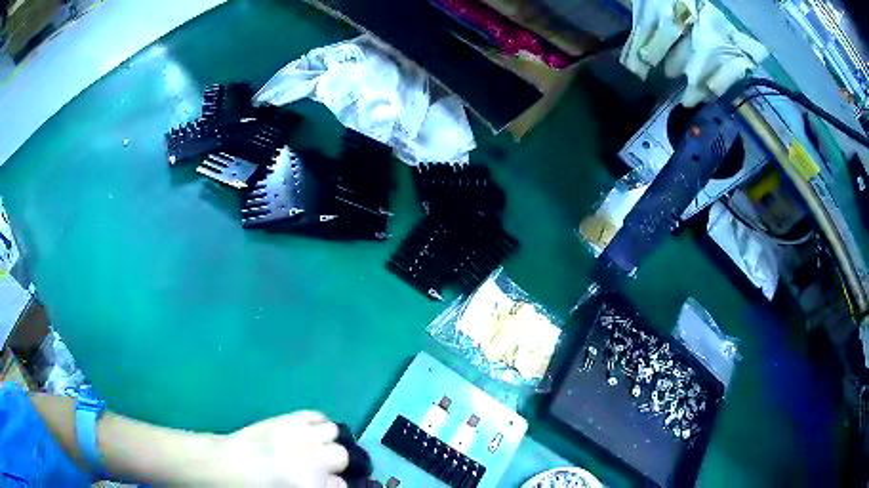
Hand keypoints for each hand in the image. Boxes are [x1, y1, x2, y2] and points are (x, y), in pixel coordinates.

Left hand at [216, 410, 349, 486]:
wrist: (226, 466)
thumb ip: (315, 487)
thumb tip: (330, 482)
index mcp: (311, 484)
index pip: (342, 485)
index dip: (332, 485)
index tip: (322, 485)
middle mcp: (312, 458)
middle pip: (342, 456)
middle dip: (333, 464)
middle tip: (318, 468)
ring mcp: (300, 434)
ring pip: (333, 432)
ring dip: (326, 441)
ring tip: (314, 448)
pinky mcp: (288, 418)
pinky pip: (316, 415)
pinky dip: (317, 423)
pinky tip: (308, 433)